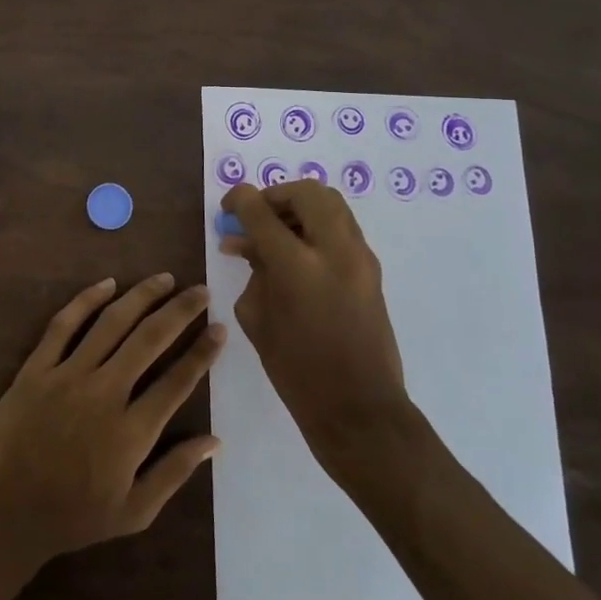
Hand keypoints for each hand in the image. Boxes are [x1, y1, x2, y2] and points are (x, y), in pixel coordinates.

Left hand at [0, 274, 224, 580]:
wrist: (0, 514)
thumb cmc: (70, 518)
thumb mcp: (133, 512)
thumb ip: (175, 472)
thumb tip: (216, 440)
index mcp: (133, 431)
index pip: (178, 380)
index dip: (202, 352)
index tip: (220, 328)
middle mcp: (105, 393)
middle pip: (150, 339)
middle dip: (180, 311)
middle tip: (200, 290)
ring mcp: (68, 376)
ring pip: (111, 323)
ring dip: (141, 297)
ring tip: (163, 279)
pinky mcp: (35, 369)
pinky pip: (63, 325)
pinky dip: (86, 300)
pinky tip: (107, 284)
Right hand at [220, 180, 407, 447]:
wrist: (358, 407)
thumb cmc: (296, 369)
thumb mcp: (258, 318)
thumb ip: (253, 271)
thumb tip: (245, 243)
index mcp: (297, 265)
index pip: (262, 211)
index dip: (240, 199)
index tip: (228, 206)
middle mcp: (334, 250)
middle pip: (307, 192)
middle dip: (276, 195)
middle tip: (257, 215)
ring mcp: (360, 257)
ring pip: (331, 204)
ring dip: (300, 208)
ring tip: (276, 232)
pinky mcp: (372, 270)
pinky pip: (342, 228)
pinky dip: (317, 227)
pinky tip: (296, 253)